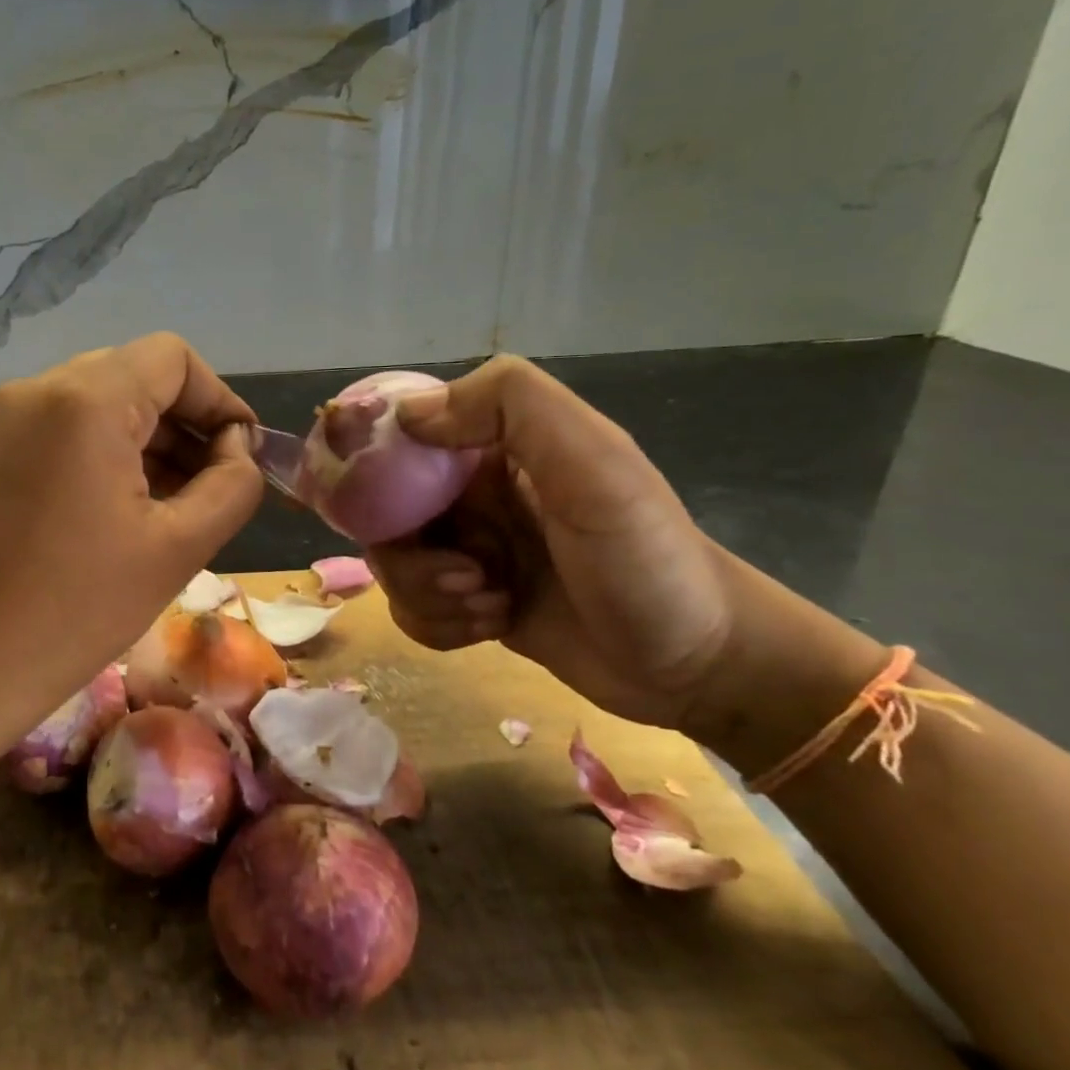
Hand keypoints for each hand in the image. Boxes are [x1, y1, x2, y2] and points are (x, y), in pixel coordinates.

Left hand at [0, 334, 262, 743]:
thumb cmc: (75, 610)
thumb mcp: (178, 548)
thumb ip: (232, 484)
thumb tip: (236, 446)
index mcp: (85, 399)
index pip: (173, 359)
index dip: (220, 401)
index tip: (242, 457)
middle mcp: (37, 390)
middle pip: (135, 377)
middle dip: (185, 426)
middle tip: (211, 490)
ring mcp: (3, 420)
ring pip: (99, 406)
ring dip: (148, 444)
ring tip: (173, 509)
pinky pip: (63, 431)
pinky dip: (105, 456)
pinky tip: (120, 513)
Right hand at [366, 357, 738, 732]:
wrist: (699, 663)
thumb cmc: (646, 558)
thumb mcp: (594, 464)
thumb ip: (510, 405)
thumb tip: (405, 415)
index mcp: (492, 446)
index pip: (399, 437)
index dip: (370, 466)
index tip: (377, 508)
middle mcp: (470, 494)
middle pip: (382, 512)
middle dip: (409, 555)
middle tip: (465, 576)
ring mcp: (468, 550)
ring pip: (393, 565)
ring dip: (427, 594)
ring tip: (491, 605)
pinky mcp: (468, 602)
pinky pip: (412, 608)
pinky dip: (437, 624)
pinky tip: (488, 628)